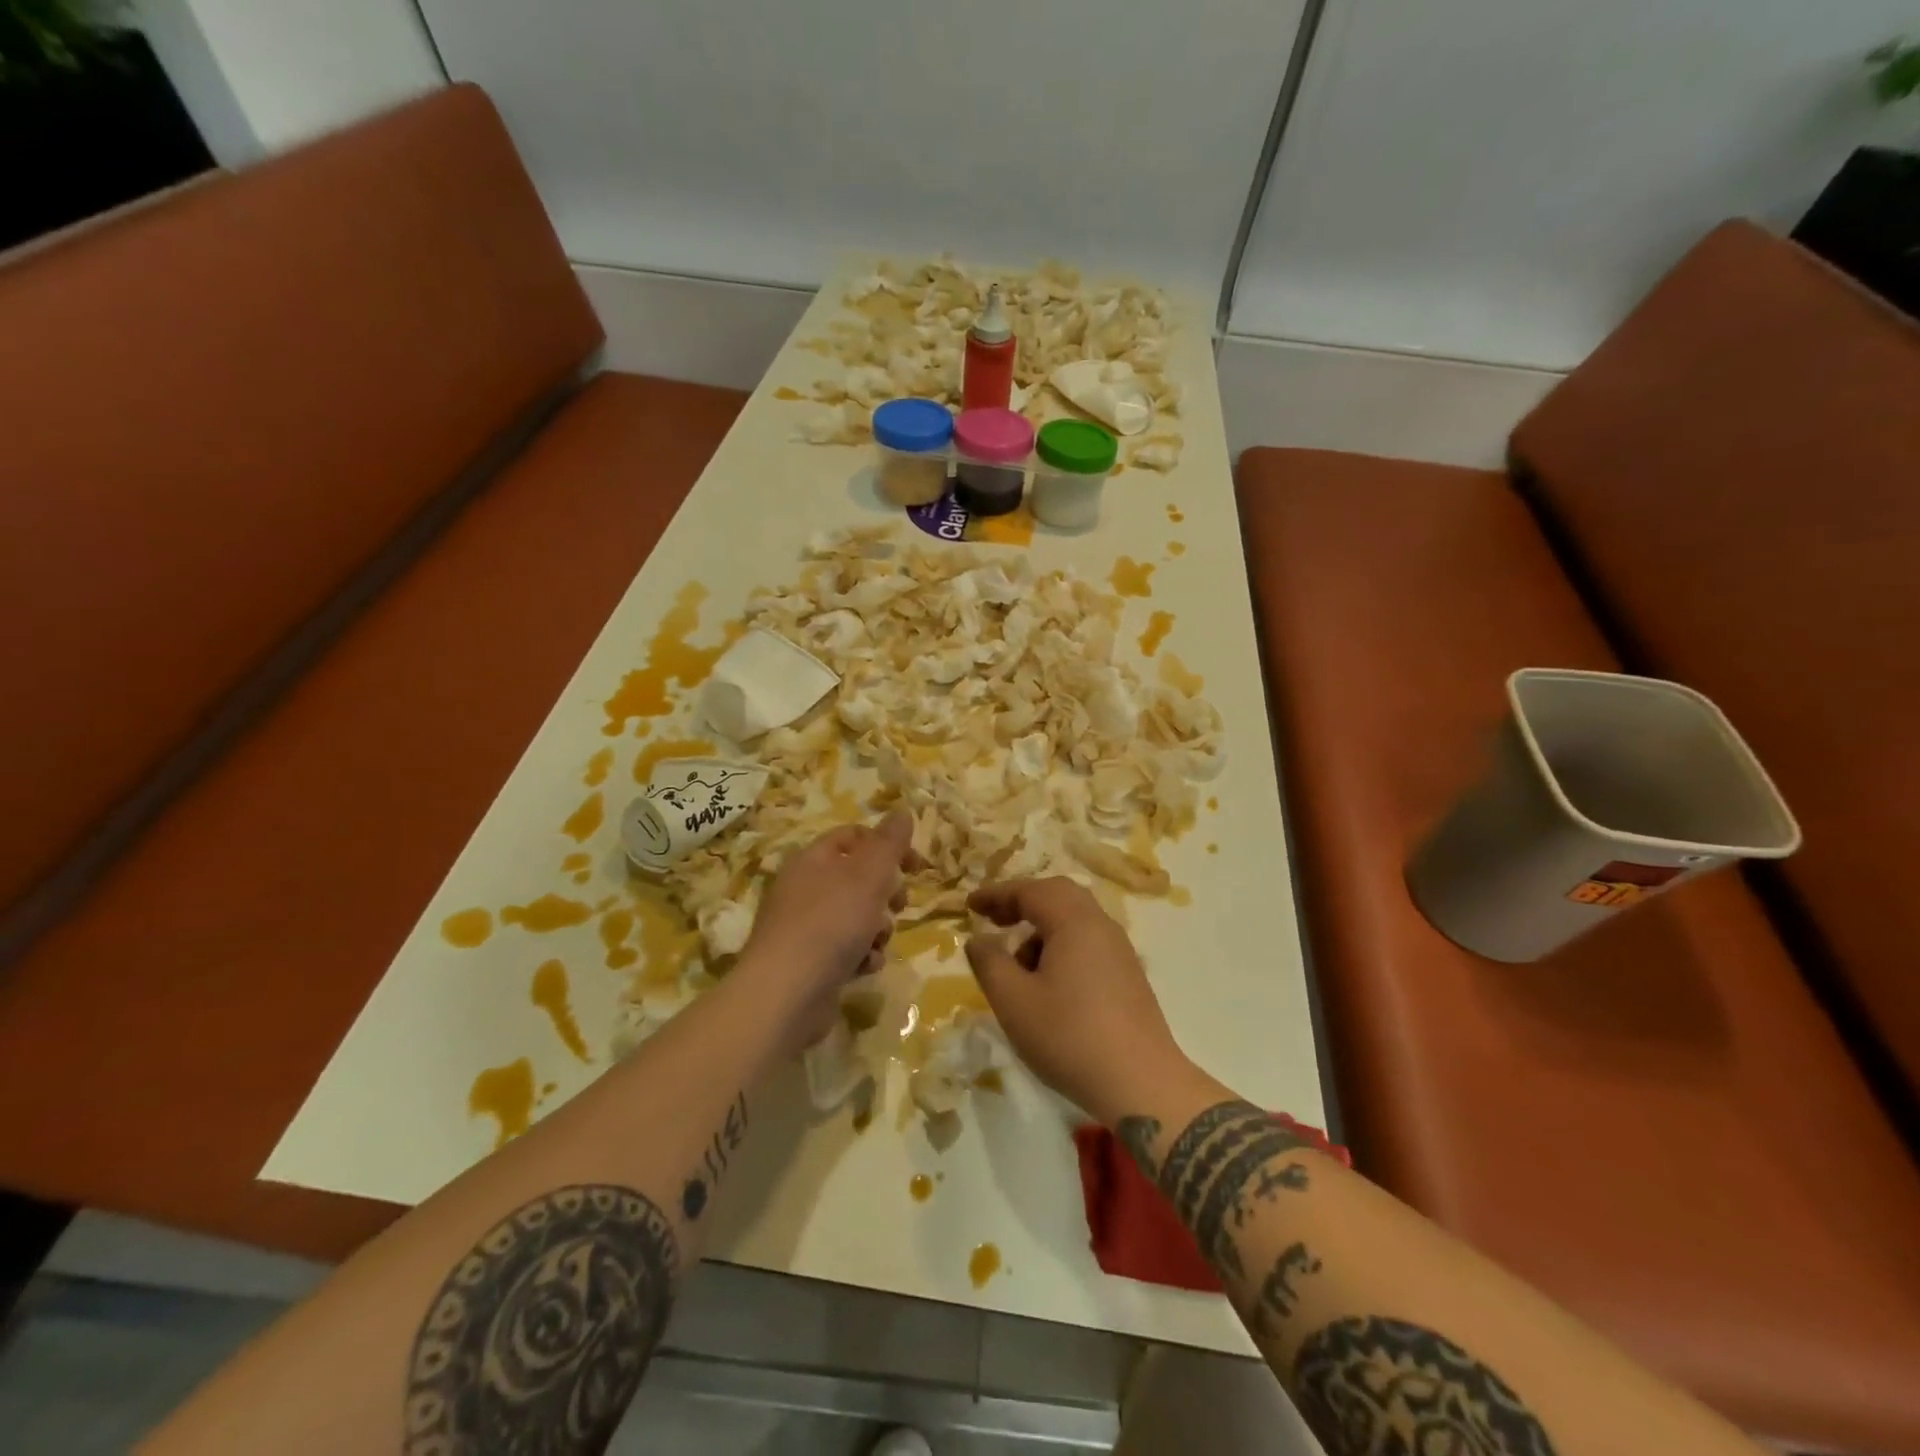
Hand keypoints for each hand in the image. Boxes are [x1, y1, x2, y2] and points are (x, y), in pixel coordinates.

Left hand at [742, 811, 913, 1051]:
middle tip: (899, 904)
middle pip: (857, 878)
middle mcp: (805, 888)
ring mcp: (804, 927)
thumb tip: (902, 811)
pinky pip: (845, 949)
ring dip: (877, 929)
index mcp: (813, 859)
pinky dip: (861, 956)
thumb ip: (889, 843)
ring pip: (856, 916)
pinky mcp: (809, 962)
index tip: (916, 867)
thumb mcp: (868, 875)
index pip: (855, 836)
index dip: (889, 846)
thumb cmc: (831, 923)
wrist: (786, 994)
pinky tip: (864, 967)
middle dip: (886, 893)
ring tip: (877, 942)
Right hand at [966, 877, 1189, 1123]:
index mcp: (1075, 922)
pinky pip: (1088, 943)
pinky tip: (1049, 985)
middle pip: (1058, 895)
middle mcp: (1101, 926)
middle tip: (994, 920)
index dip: (996, 894)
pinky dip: (1061, 947)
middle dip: (1022, 903)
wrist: (1141, 1084)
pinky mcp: (1129, 976)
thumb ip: (990, 963)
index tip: (969, 905)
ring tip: (1018, 967)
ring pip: (1075, 920)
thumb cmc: (1070, 1037)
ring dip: (1041, 930)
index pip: (1030, 891)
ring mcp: (1120, 951)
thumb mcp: (1014, 1001)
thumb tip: (978, 939)